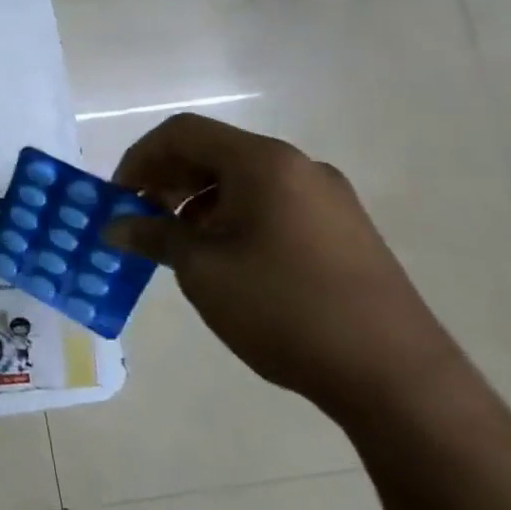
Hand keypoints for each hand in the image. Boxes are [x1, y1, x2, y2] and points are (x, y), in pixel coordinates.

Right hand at [105, 113, 460, 417]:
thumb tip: (115, 226)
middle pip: (212, 151)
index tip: (119, 198)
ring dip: (196, 201)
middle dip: (166, 179)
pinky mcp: (342, 230)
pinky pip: (270, 204)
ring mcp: (327, 199)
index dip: (139, 158)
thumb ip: (153, 236)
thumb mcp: (202, 269)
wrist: (395, 377)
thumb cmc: (284, 308)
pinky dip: (231, 217)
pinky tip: (222, 258)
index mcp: (264, 163)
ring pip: (241, 179)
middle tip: (140, 219)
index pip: (182, 133)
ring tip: (177, 243)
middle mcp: (299, 167)